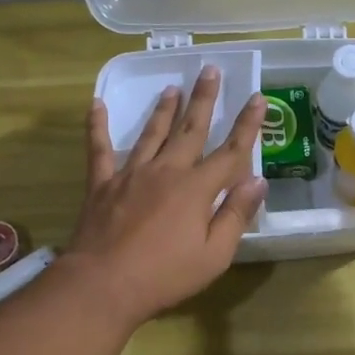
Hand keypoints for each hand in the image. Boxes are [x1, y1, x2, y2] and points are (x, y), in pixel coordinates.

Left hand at [63, 66, 266, 324]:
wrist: (104, 284)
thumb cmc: (165, 275)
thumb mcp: (214, 254)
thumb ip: (235, 215)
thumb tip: (258, 181)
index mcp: (197, 189)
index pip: (230, 152)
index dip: (247, 125)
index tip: (258, 98)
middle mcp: (166, 171)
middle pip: (190, 130)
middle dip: (203, 100)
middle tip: (209, 70)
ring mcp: (131, 174)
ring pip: (152, 133)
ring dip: (164, 109)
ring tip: (172, 87)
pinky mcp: (102, 184)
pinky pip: (99, 149)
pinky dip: (97, 126)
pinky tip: (96, 104)